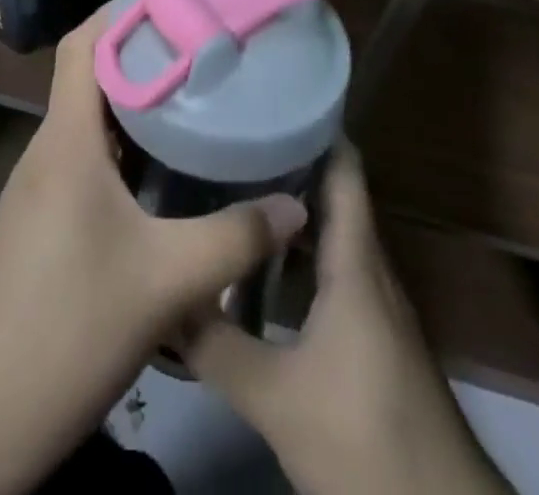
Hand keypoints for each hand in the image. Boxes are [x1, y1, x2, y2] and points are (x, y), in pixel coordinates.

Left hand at [0, 11, 305, 494]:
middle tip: (204, 47)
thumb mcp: (165, 284)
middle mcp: (49, 151)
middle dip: (144, 54)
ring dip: (136, 104)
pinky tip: (165, 173)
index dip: (124, 11)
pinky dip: (125, 148)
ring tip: (194, 97)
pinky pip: (86, 160)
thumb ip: (235, 239)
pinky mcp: (42, 223)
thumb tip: (297, 204)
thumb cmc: (66, 329)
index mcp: (66, 141)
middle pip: (92, 76)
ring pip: (90, 121)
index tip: (177, 1)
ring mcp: (40, 189)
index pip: (85, 44)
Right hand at [182, 144, 513, 494]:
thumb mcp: (277, 400)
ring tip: (236, 187)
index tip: (267, 98)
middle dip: (286, 161)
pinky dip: (301, 254)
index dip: (313, 126)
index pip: (343, 168)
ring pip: (332, 235)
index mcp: (356, 262)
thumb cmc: (366, 440)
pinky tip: (263, 267)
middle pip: (333, 194)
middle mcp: (370, 269)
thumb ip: (217, 346)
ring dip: (292, 210)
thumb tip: (162, 296)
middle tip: (230, 139)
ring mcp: (376, 305)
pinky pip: (335, 270)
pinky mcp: (374, 337)